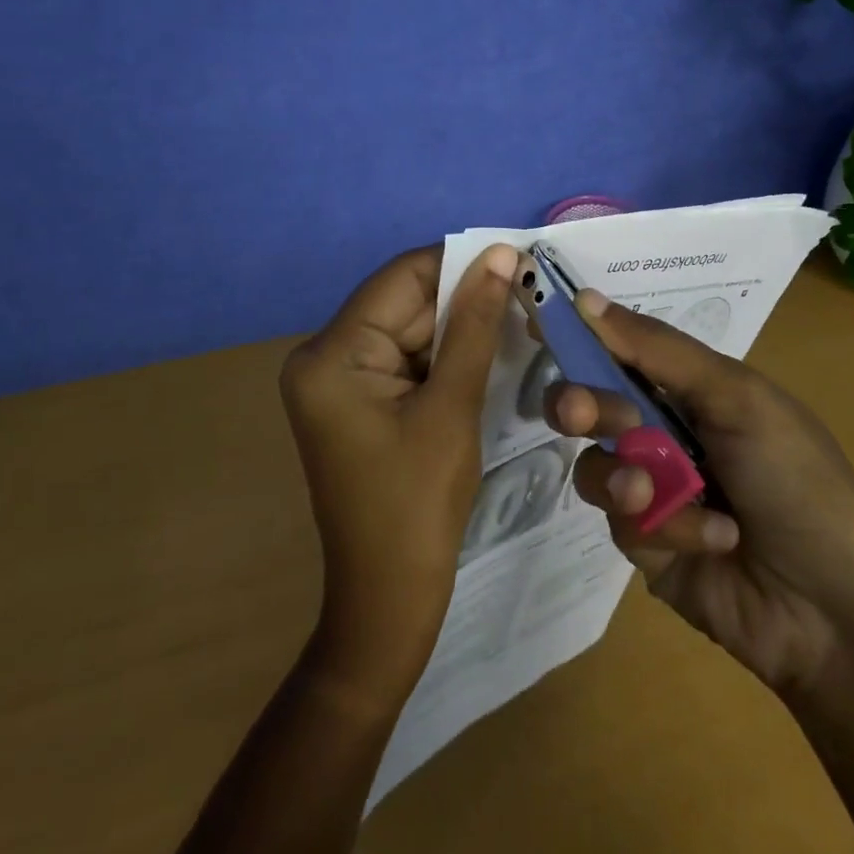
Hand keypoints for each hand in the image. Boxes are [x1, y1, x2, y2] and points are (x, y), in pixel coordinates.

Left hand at [279, 242, 515, 704]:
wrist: (389, 600)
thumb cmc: (419, 504)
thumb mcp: (453, 406)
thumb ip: (475, 325)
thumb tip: (502, 254)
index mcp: (332, 354)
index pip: (402, 278)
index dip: (461, 262)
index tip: (518, 256)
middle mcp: (325, 356)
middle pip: (405, 302)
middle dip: (465, 297)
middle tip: (529, 289)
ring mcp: (339, 381)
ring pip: (412, 328)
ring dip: (462, 325)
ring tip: (521, 316)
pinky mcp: (358, 400)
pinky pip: (408, 358)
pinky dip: (447, 354)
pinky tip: (491, 350)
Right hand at [544, 290, 853, 699]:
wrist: (835, 609)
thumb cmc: (797, 481)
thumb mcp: (738, 399)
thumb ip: (659, 350)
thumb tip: (584, 298)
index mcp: (693, 387)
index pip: (623, 348)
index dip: (581, 335)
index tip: (538, 322)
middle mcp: (666, 431)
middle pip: (594, 403)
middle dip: (583, 405)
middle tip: (580, 415)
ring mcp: (653, 489)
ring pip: (595, 463)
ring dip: (624, 476)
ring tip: (654, 496)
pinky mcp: (645, 543)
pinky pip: (619, 520)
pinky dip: (662, 526)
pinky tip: (711, 540)